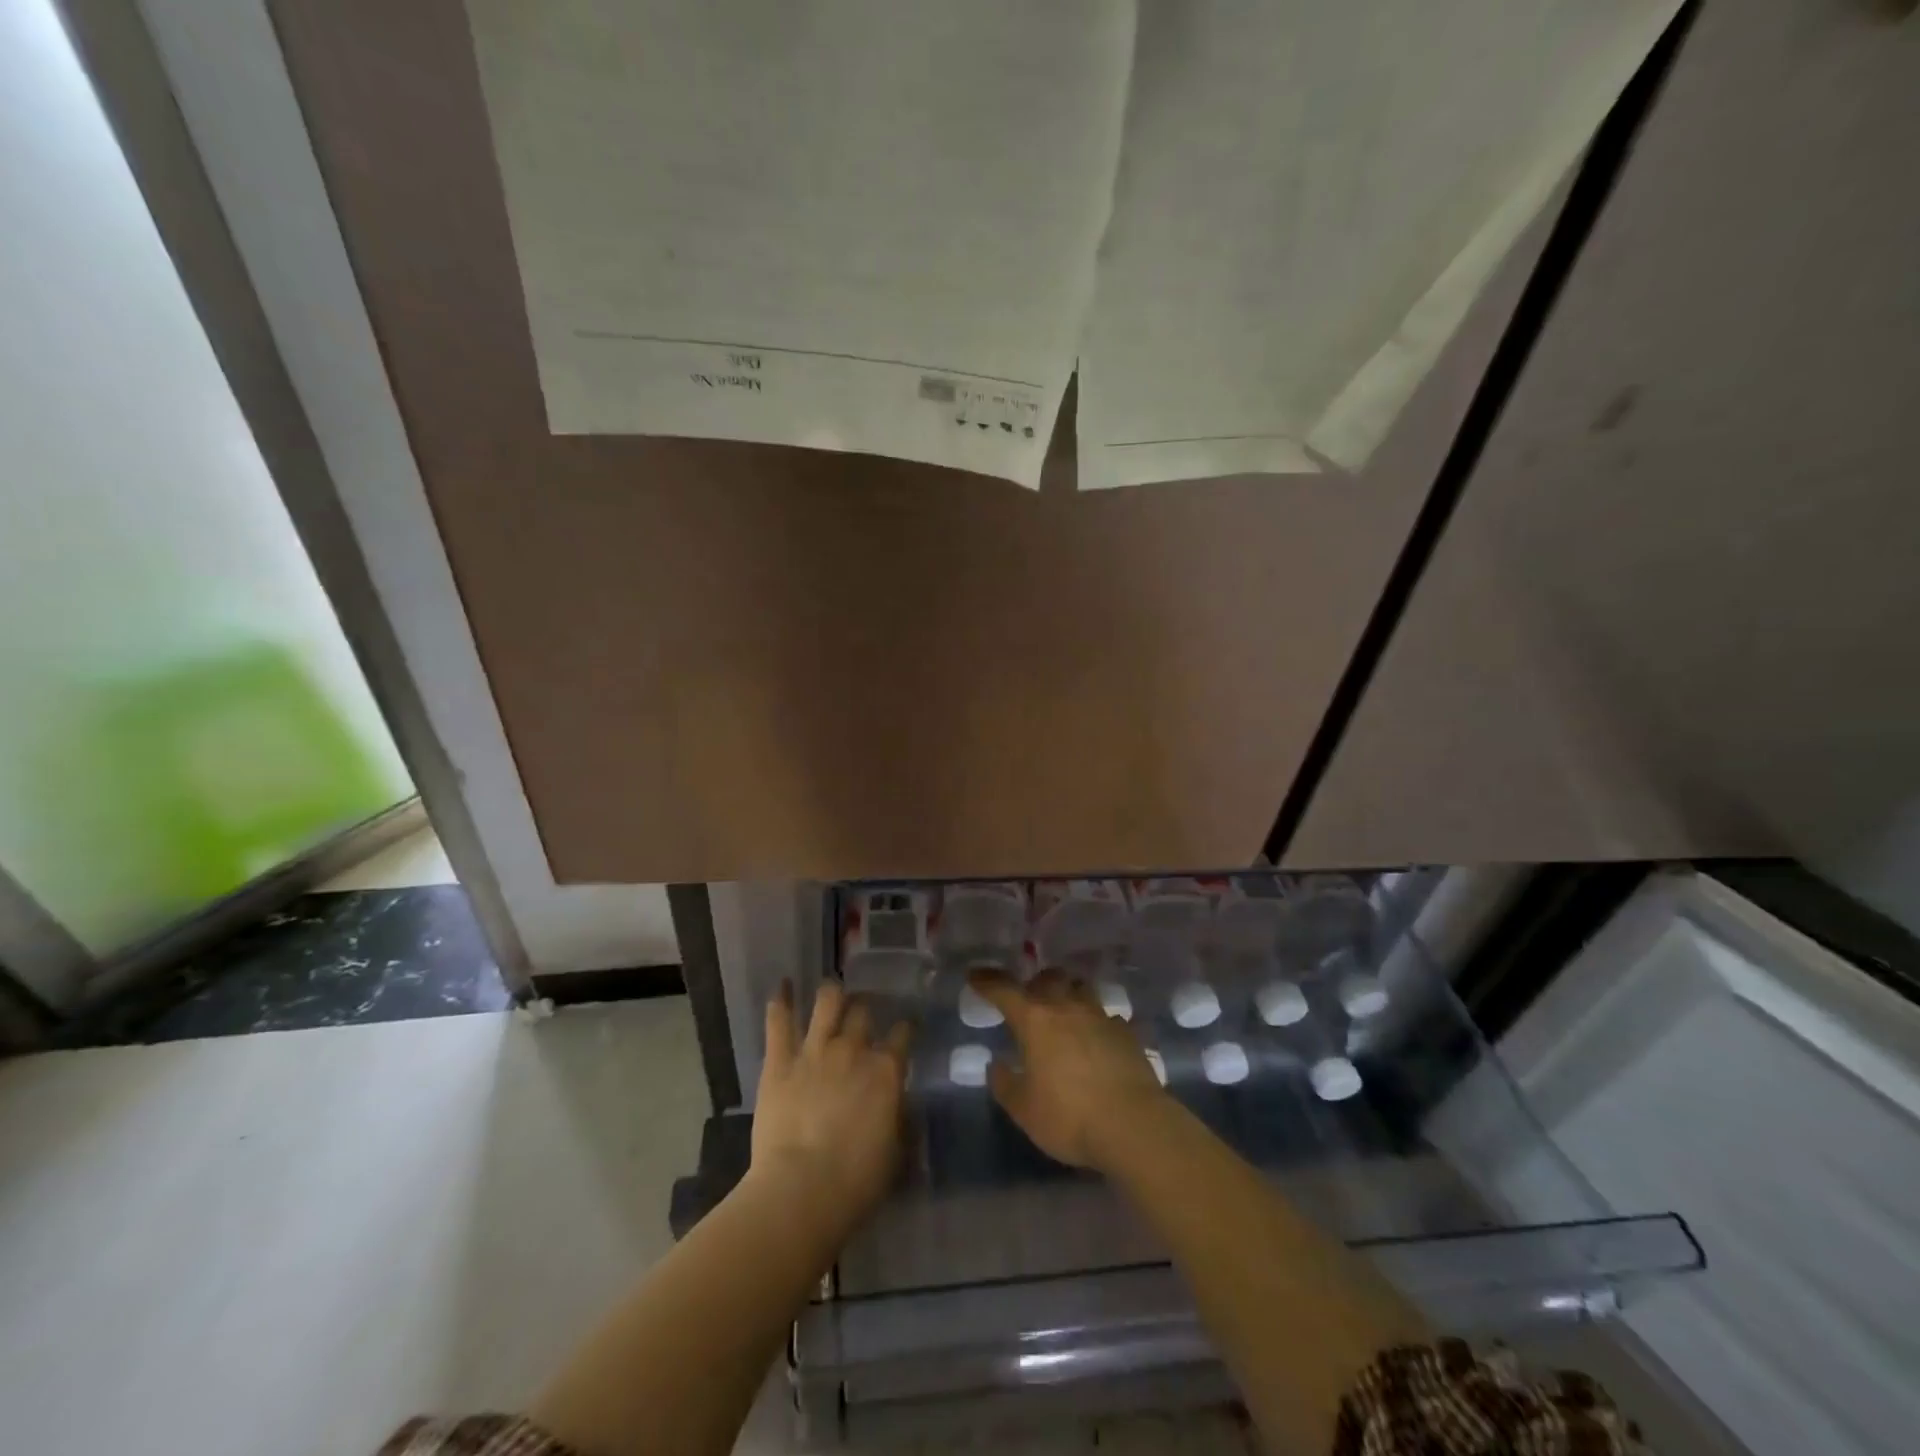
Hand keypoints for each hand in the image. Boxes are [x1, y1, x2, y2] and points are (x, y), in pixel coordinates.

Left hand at [751, 980, 911, 1235]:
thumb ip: (902, 1122)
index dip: (905, 1029)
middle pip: (863, 1012)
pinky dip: (780, 1000)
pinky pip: (779, 1020)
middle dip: (865, 1009)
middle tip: (862, 1014)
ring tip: (831, 993)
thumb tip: (903, 1107)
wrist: (801, 1190)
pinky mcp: (780, 1060)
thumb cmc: (856, 1181)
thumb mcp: (896, 1154)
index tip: (904, 1030)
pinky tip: (781, 986)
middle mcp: (853, 1049)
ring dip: (831, 995)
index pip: (903, 1034)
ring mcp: (815, 1050)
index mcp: (886, 1070)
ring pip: (827, 1002)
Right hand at [969, 968, 1167, 1170]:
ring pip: (1081, 989)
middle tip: (1028, 997)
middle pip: (1049, 978)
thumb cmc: (1069, 1116)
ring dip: (1068, 994)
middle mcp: (1067, 1008)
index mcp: (1035, 1020)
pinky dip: (1096, 1022)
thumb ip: (1005, 1085)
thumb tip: (996, 1065)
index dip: (987, 981)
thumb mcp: (1024, 1110)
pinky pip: (1106, 1017)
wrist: (1135, 1125)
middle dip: (1035, 983)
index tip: (974, 975)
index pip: (1004, 990)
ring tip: (1063, 1012)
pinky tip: (1096, 1040)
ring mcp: (1101, 1017)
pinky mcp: (1127, 1034)